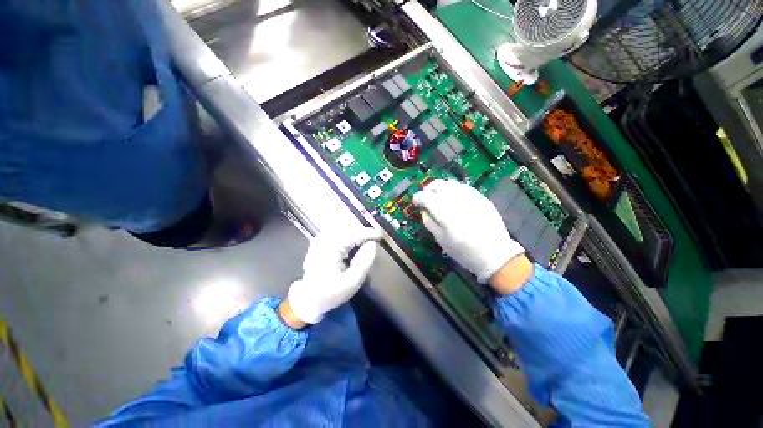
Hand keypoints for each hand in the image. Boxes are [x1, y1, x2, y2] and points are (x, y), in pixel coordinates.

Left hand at [283, 227, 381, 326]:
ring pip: (343, 230)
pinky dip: (348, 237)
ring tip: (366, 242)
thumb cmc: (330, 293)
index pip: (354, 234)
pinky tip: (354, 244)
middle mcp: (323, 239)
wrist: (308, 300)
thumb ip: (364, 261)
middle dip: (363, 233)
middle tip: (375, 241)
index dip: (369, 233)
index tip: (381, 236)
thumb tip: (373, 244)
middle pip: (349, 229)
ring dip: (356, 234)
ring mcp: (320, 239)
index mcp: (330, 248)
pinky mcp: (319, 243)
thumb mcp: (352, 282)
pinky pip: (338, 234)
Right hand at [413, 179, 525, 283]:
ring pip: (449, 183)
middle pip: (437, 185)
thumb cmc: (463, 251)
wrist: (495, 254)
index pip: (426, 197)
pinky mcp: (480, 197)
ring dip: (440, 188)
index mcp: (445, 213)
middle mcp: (457, 200)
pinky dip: (452, 189)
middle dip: (428, 189)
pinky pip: (462, 187)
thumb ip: (429, 222)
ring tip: (437, 197)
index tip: (415, 202)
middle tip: (425, 198)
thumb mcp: (441, 240)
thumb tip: (423, 210)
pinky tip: (452, 197)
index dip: (417, 198)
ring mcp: (470, 196)